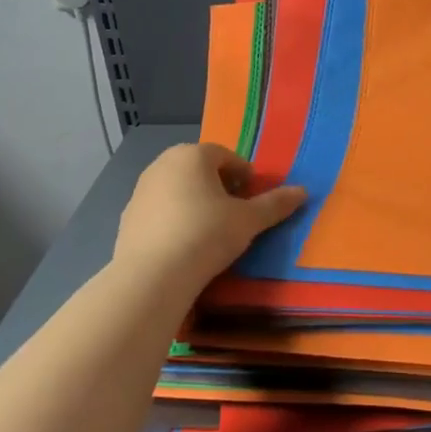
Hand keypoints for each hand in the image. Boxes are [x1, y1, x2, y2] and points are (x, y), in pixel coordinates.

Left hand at [113, 143, 306, 288]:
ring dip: (196, 202)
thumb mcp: (248, 221)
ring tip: (211, 230)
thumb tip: (303, 192)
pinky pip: (160, 211)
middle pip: (199, 169)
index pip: (226, 156)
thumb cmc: (206, 235)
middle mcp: (162, 164)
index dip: (244, 175)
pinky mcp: (128, 217)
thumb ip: (275, 204)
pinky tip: (185, 245)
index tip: (253, 197)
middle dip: (219, 186)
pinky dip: (175, 219)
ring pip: (178, 189)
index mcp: (192, 155)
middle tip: (236, 212)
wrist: (152, 276)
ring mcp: (141, 190)